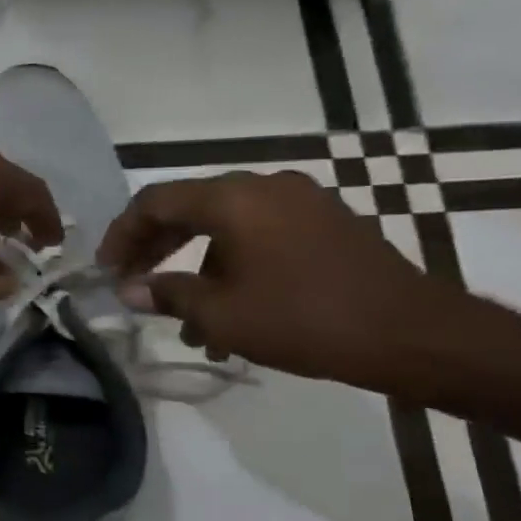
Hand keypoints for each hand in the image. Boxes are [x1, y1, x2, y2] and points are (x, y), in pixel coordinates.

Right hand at [97, 170, 448, 386]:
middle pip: (189, 209)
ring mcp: (302, 202)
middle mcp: (265, 186)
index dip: (122, 234)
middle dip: (156, 250)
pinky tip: (232, 313)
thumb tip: (129, 290)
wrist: (412, 334)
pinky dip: (234, 266)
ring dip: (196, 268)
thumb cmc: (303, 319)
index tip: (107, 269)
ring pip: (226, 228)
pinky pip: (261, 236)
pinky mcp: (327, 225)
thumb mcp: (221, 314)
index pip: (155, 201)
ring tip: (186, 322)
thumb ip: (167, 294)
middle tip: (133, 286)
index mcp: (234, 198)